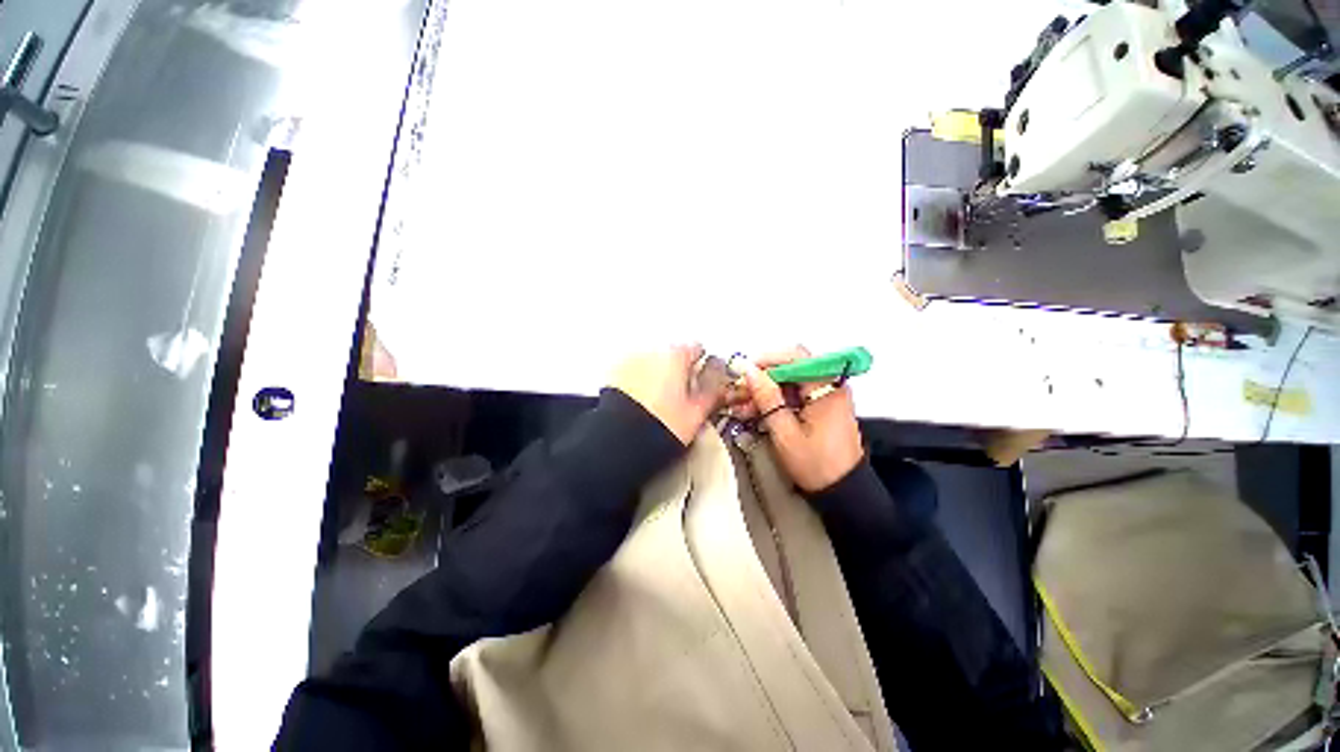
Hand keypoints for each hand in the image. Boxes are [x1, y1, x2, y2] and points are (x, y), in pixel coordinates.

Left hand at [610, 344, 725, 445]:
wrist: (619, 439)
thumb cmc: (663, 425)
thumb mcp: (697, 411)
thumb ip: (712, 387)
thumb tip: (719, 371)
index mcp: (676, 355)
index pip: (696, 349)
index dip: (702, 366)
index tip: (701, 383)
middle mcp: (651, 350)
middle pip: (672, 354)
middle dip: (677, 370)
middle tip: (679, 397)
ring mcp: (629, 359)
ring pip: (652, 363)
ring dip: (657, 374)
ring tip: (657, 403)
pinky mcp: (612, 373)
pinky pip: (633, 372)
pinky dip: (639, 380)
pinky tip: (639, 402)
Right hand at [731, 347, 863, 492]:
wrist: (843, 492)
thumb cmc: (814, 463)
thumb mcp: (785, 432)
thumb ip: (767, 398)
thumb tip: (749, 371)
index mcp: (827, 387)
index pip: (795, 357)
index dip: (767, 360)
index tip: (744, 372)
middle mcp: (829, 385)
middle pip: (791, 368)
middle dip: (762, 379)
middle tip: (738, 392)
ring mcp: (826, 396)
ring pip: (789, 382)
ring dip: (764, 392)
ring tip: (740, 406)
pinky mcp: (820, 407)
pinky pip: (794, 395)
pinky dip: (774, 401)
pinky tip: (754, 412)